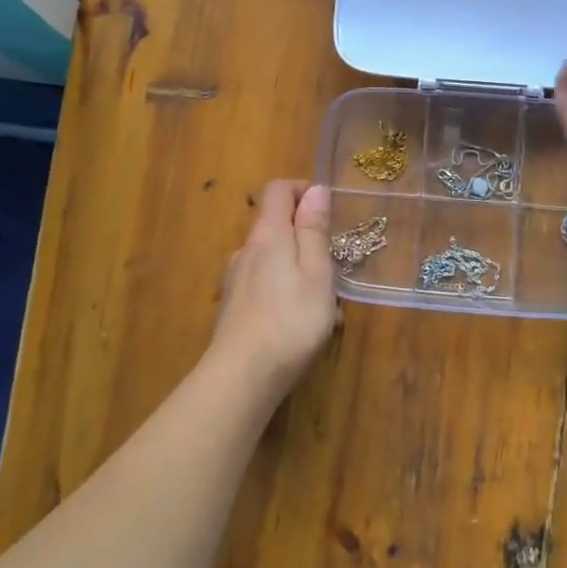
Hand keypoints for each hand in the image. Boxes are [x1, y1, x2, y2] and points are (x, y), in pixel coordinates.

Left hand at [208, 179, 338, 393]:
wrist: (241, 377)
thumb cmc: (290, 321)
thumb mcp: (317, 273)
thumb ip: (314, 231)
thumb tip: (315, 190)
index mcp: (268, 235)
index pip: (278, 190)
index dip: (303, 189)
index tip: (328, 210)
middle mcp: (246, 250)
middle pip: (275, 225)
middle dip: (305, 235)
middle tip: (334, 264)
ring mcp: (235, 280)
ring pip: (271, 259)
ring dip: (297, 268)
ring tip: (324, 302)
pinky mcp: (233, 308)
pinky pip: (263, 285)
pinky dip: (284, 291)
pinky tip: (300, 324)